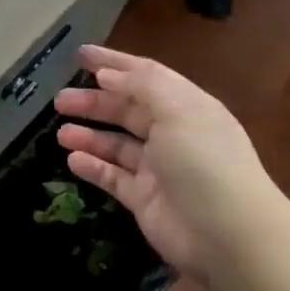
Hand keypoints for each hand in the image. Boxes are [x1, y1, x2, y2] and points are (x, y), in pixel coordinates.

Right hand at [55, 45, 282, 280]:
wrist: (229, 235)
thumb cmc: (204, 161)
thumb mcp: (177, 111)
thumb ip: (141, 86)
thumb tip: (107, 74)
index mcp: (186, 106)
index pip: (145, 76)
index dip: (114, 64)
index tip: (80, 55)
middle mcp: (173, 133)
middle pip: (127, 110)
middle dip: (94, 101)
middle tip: (60, 99)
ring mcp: (158, 169)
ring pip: (117, 144)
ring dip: (89, 136)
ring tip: (61, 133)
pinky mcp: (145, 199)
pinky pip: (114, 177)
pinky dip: (93, 167)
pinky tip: (72, 160)